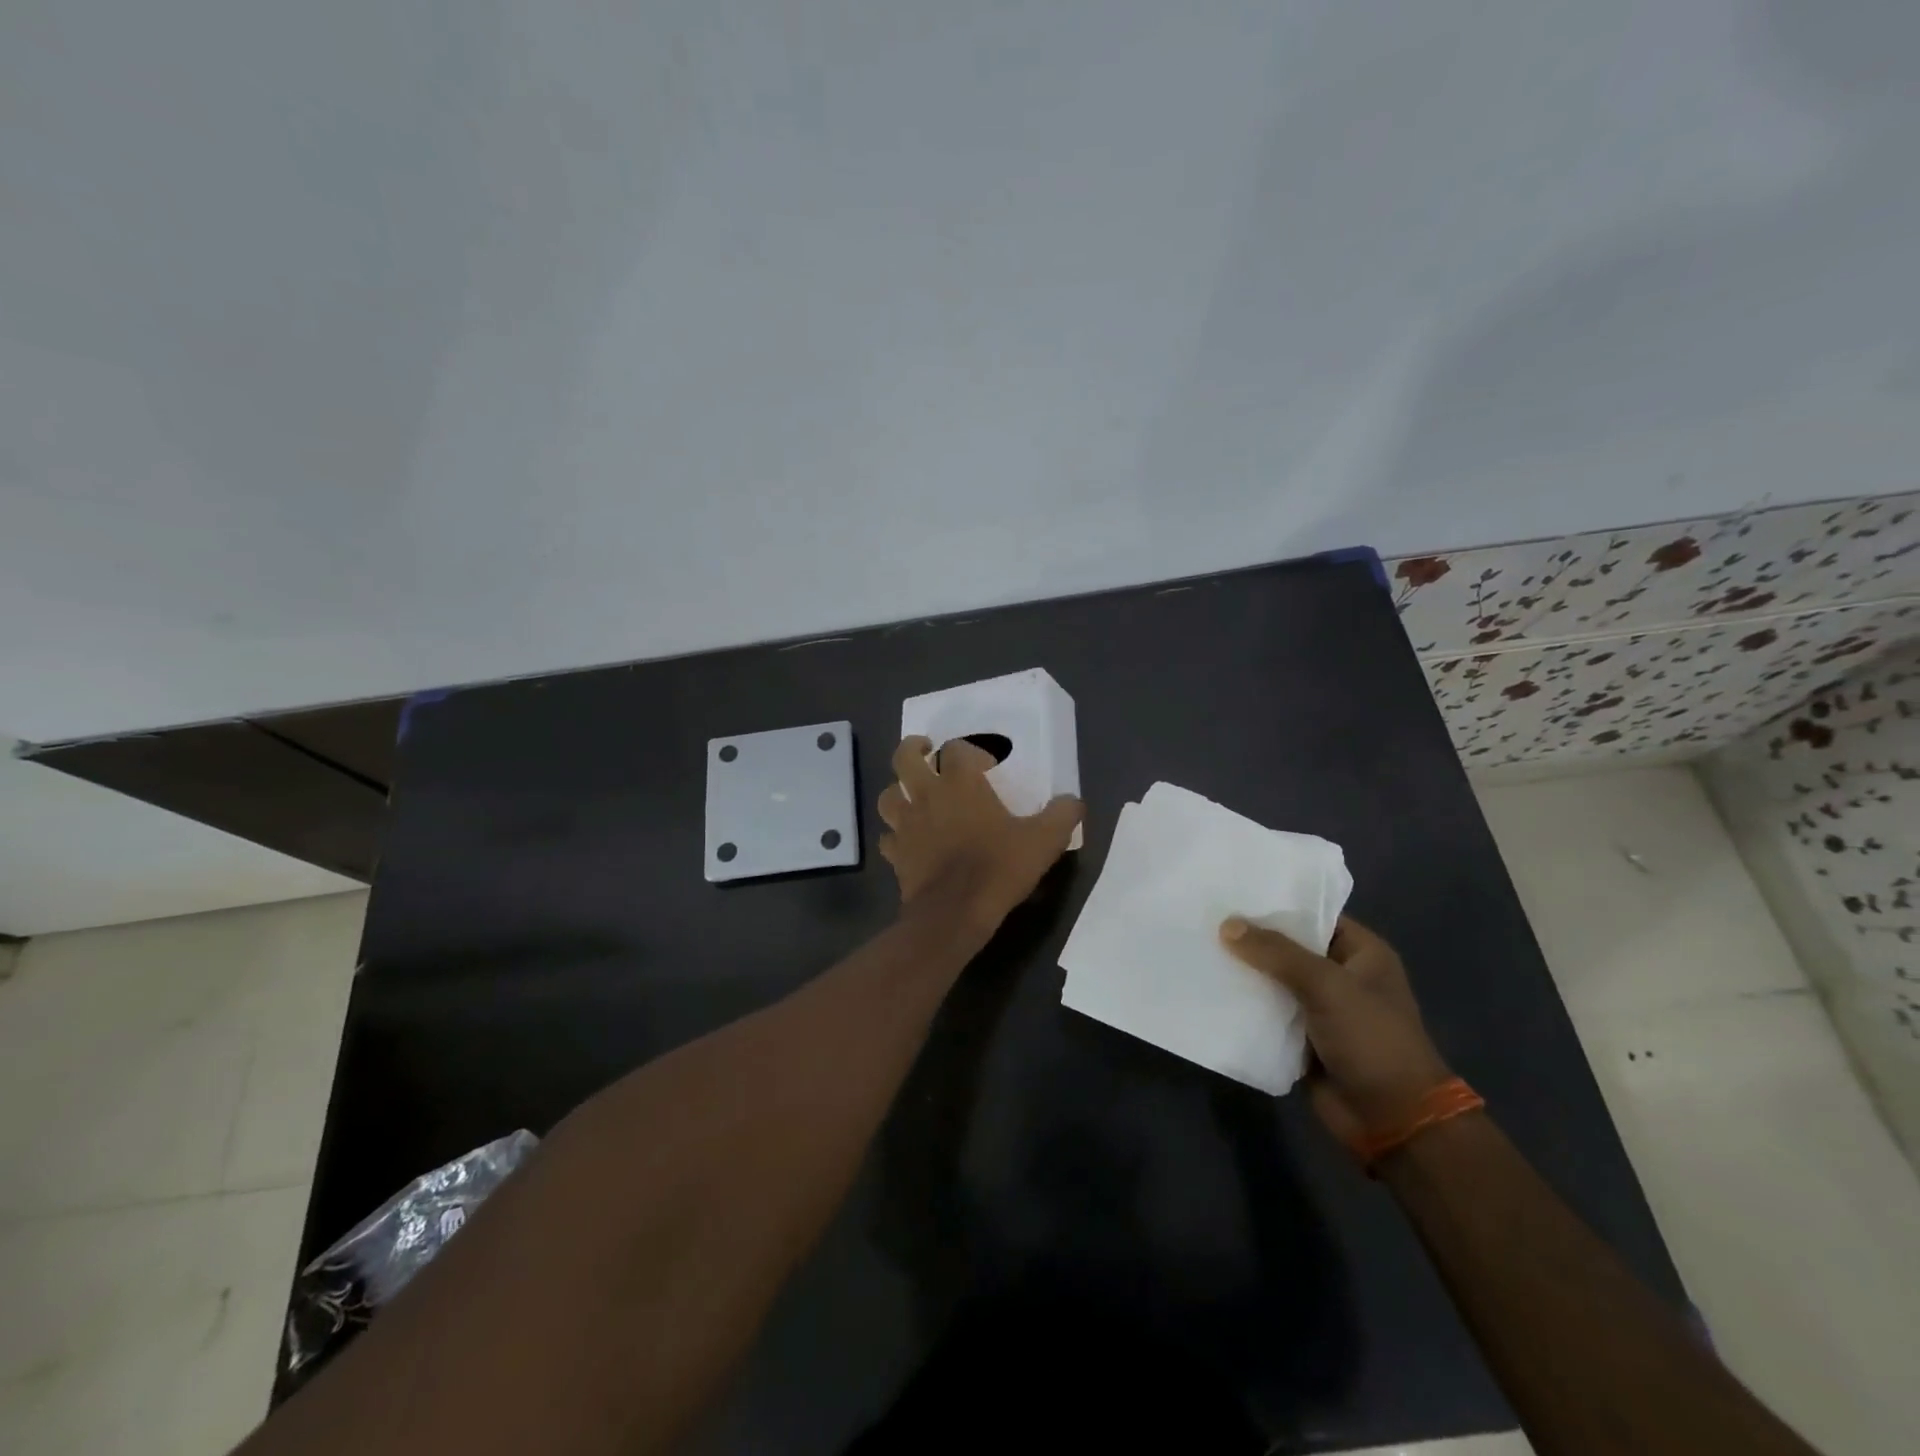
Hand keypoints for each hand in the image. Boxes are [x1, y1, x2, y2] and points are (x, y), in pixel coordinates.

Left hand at [878, 736, 1083, 931]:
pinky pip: (888, 837)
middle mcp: (926, 795)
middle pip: (904, 758)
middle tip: (925, 751)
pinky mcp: (896, 854)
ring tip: (911, 794)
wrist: (955, 912)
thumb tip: (1074, 801)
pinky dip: (895, 835)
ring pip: (888, 795)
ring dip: (899, 790)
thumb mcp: (1044, 840)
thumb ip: (1063, 815)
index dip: (969, 750)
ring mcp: (906, 825)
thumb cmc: (998, 868)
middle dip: (912, 749)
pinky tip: (907, 841)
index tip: (985, 765)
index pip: (955, 749)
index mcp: (960, 782)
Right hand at [1219, 915, 1451, 1144]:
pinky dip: (1244, 1005)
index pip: (1314, 914)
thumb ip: (1276, 953)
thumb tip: (1227, 925)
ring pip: (1274, 980)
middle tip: (1205, 918)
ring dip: (1244, 972)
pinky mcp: (1301, 1038)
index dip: (1277, 903)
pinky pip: (1267, 1013)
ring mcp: (1320, 1009)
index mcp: (1362, 953)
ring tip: (1198, 948)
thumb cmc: (1371, 1039)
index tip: (1233, 891)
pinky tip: (1209, 988)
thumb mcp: (1326, 985)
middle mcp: (1341, 976)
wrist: (1391, 1120)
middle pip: (1288, 947)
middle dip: (1252, 938)